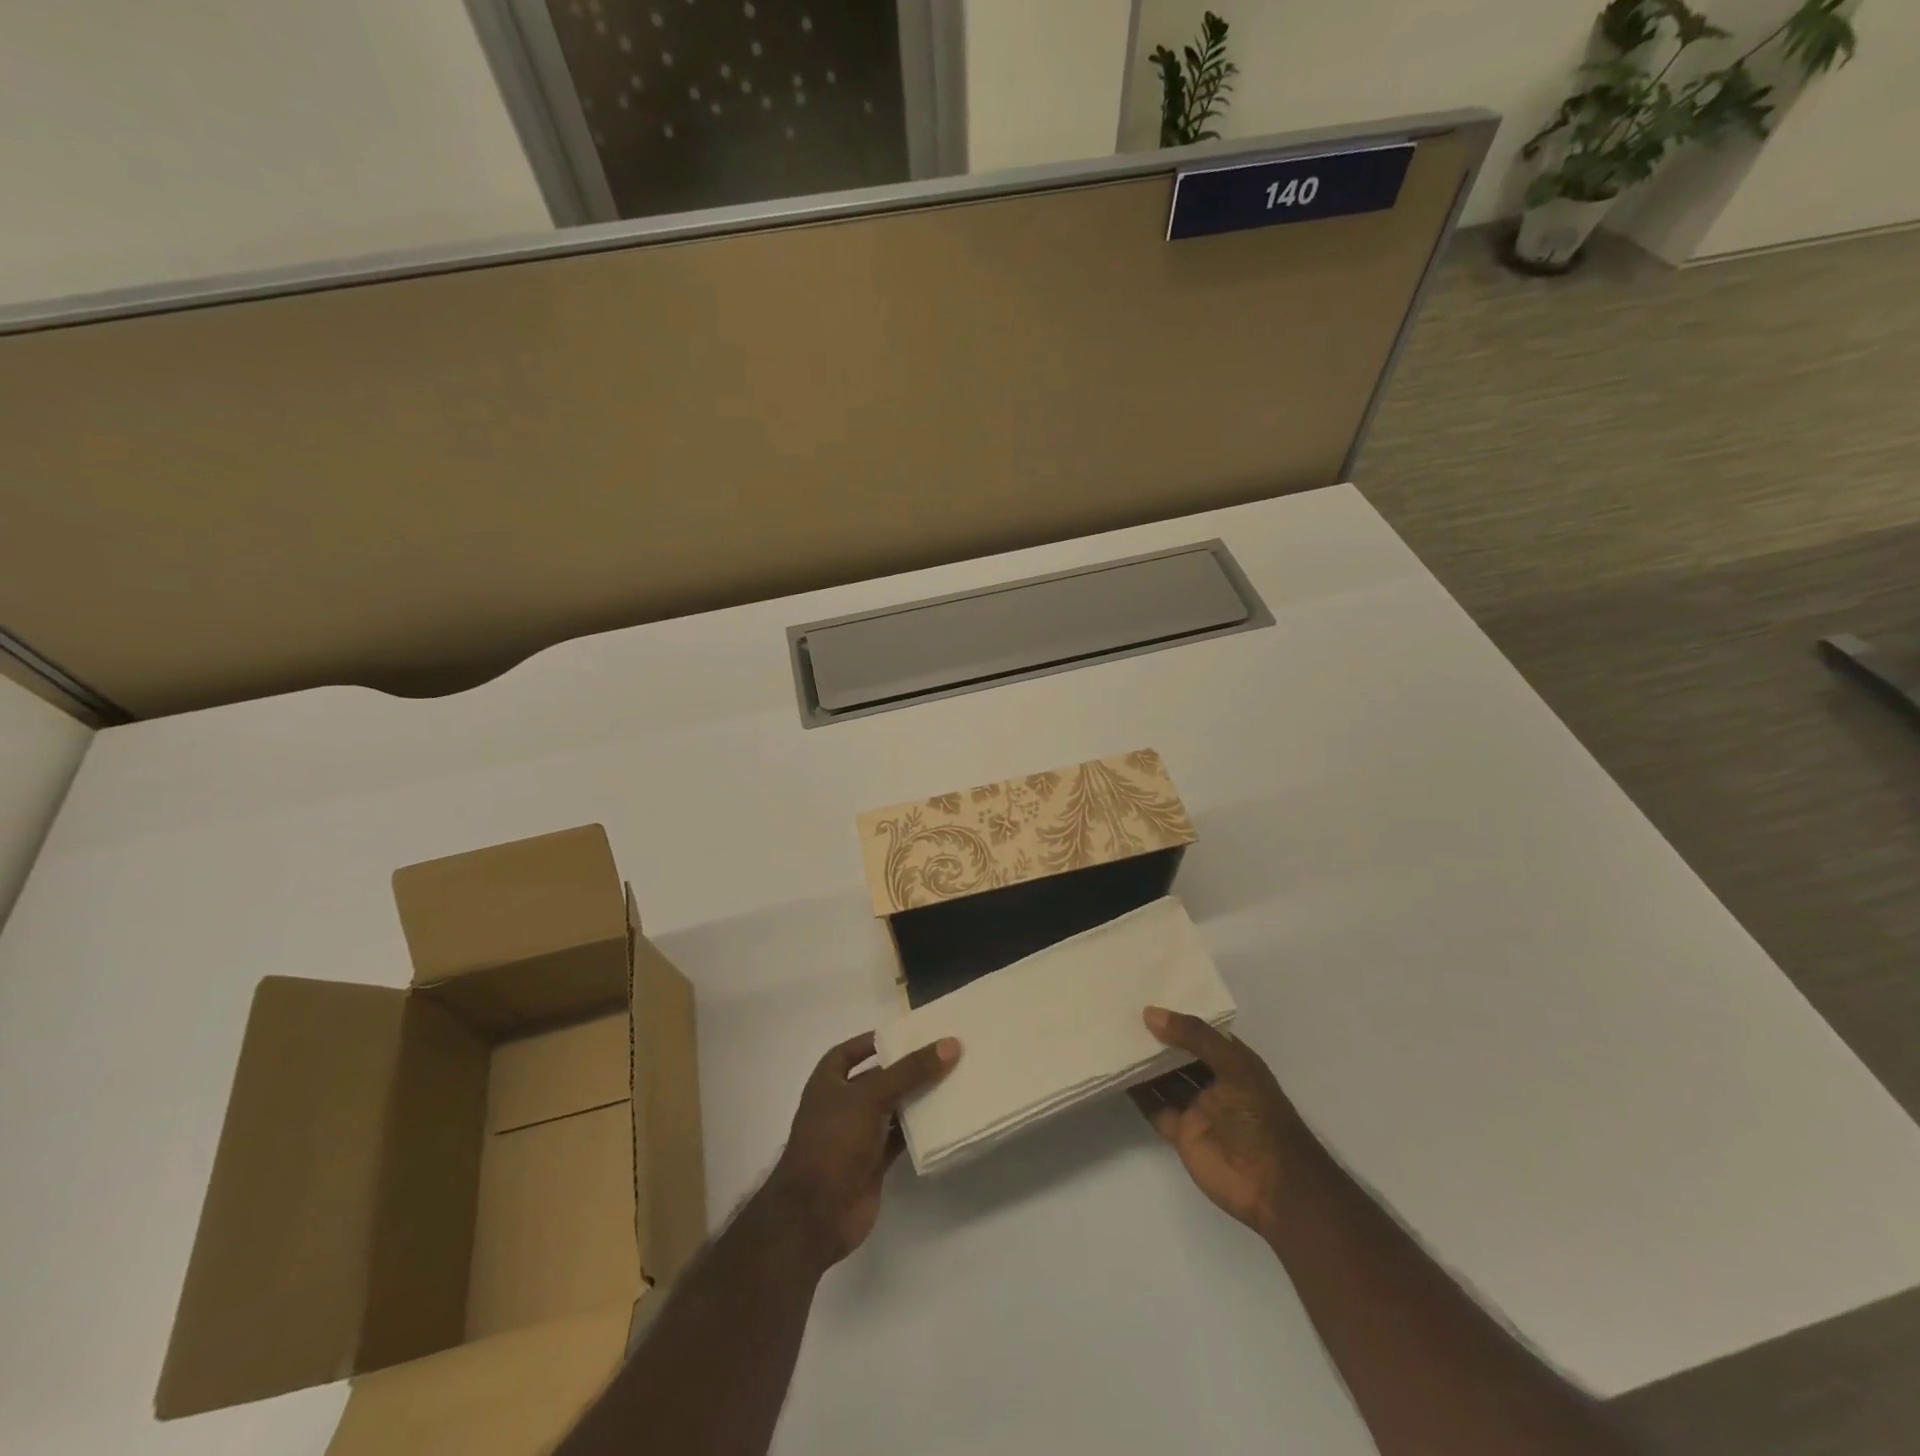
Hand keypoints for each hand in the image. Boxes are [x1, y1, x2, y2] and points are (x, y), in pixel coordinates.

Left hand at [764, 1030, 959, 1270]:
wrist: (816, 1215)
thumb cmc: (834, 1141)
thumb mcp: (871, 1096)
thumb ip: (910, 1071)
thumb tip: (950, 1043)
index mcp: (828, 1082)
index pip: (850, 1051)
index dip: (874, 1041)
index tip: (908, 1034)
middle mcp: (842, 1104)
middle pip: (878, 1078)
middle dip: (905, 1068)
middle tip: (942, 1053)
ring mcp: (857, 1135)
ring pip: (892, 1108)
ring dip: (916, 1098)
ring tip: (952, 1079)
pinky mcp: (873, 1162)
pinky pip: (900, 1136)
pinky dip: (919, 1128)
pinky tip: (945, 1117)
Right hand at [1130, 1007, 1304, 1235]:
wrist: (1273, 1186)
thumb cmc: (1260, 1117)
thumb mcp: (1234, 1066)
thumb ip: (1194, 1037)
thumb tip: (1150, 1013)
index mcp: (1232, 1061)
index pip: (1200, 1030)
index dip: (1177, 1015)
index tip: (1144, 995)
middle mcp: (1213, 1080)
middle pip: (1178, 1054)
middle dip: (1154, 1037)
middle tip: (1119, 1012)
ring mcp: (1196, 1108)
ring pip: (1164, 1079)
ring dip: (1143, 1063)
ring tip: (1112, 1037)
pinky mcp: (1181, 1133)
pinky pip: (1155, 1107)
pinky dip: (1138, 1093)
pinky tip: (1117, 1074)